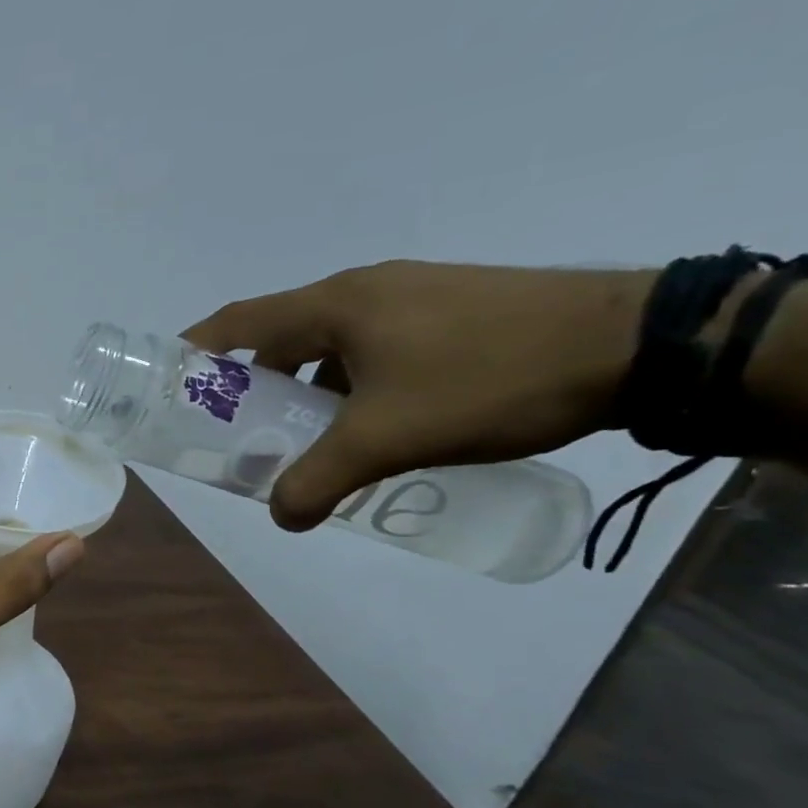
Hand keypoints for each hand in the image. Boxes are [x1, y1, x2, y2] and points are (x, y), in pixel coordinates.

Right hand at [184, 260, 654, 529]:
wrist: (637, 345)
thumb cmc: (486, 379)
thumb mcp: (388, 439)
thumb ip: (319, 481)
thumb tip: (282, 517)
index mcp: (335, 304)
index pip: (238, 320)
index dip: (197, 349)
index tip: (171, 383)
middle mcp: (365, 290)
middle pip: (281, 334)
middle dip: (253, 383)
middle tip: (242, 430)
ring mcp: (413, 296)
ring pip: (330, 343)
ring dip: (307, 387)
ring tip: (309, 436)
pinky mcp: (452, 310)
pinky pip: (374, 346)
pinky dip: (351, 382)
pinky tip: (374, 422)